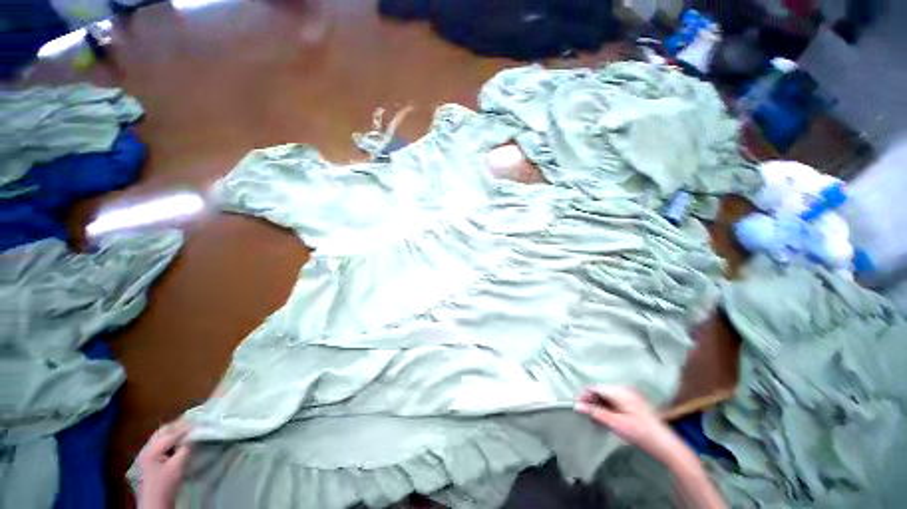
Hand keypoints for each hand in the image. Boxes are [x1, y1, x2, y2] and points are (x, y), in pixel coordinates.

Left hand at [137, 421, 191, 508]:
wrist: (154, 501)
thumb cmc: (166, 484)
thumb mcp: (178, 466)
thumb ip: (185, 449)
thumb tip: (194, 436)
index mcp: (153, 449)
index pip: (172, 433)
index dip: (187, 427)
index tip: (201, 423)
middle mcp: (147, 447)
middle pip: (164, 430)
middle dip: (179, 425)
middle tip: (194, 423)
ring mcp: (146, 453)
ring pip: (161, 435)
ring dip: (174, 430)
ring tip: (188, 429)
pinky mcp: (149, 458)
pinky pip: (160, 442)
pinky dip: (170, 437)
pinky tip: (178, 440)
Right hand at [574, 386, 683, 463]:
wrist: (664, 444)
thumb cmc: (639, 432)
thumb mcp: (615, 423)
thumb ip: (595, 413)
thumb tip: (577, 405)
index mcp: (620, 391)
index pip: (596, 387)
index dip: (585, 394)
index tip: (575, 404)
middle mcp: (624, 390)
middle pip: (601, 391)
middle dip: (591, 400)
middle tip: (583, 412)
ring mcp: (629, 397)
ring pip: (607, 397)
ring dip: (598, 405)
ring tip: (592, 417)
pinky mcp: (632, 404)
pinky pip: (614, 402)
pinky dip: (606, 408)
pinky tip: (604, 418)